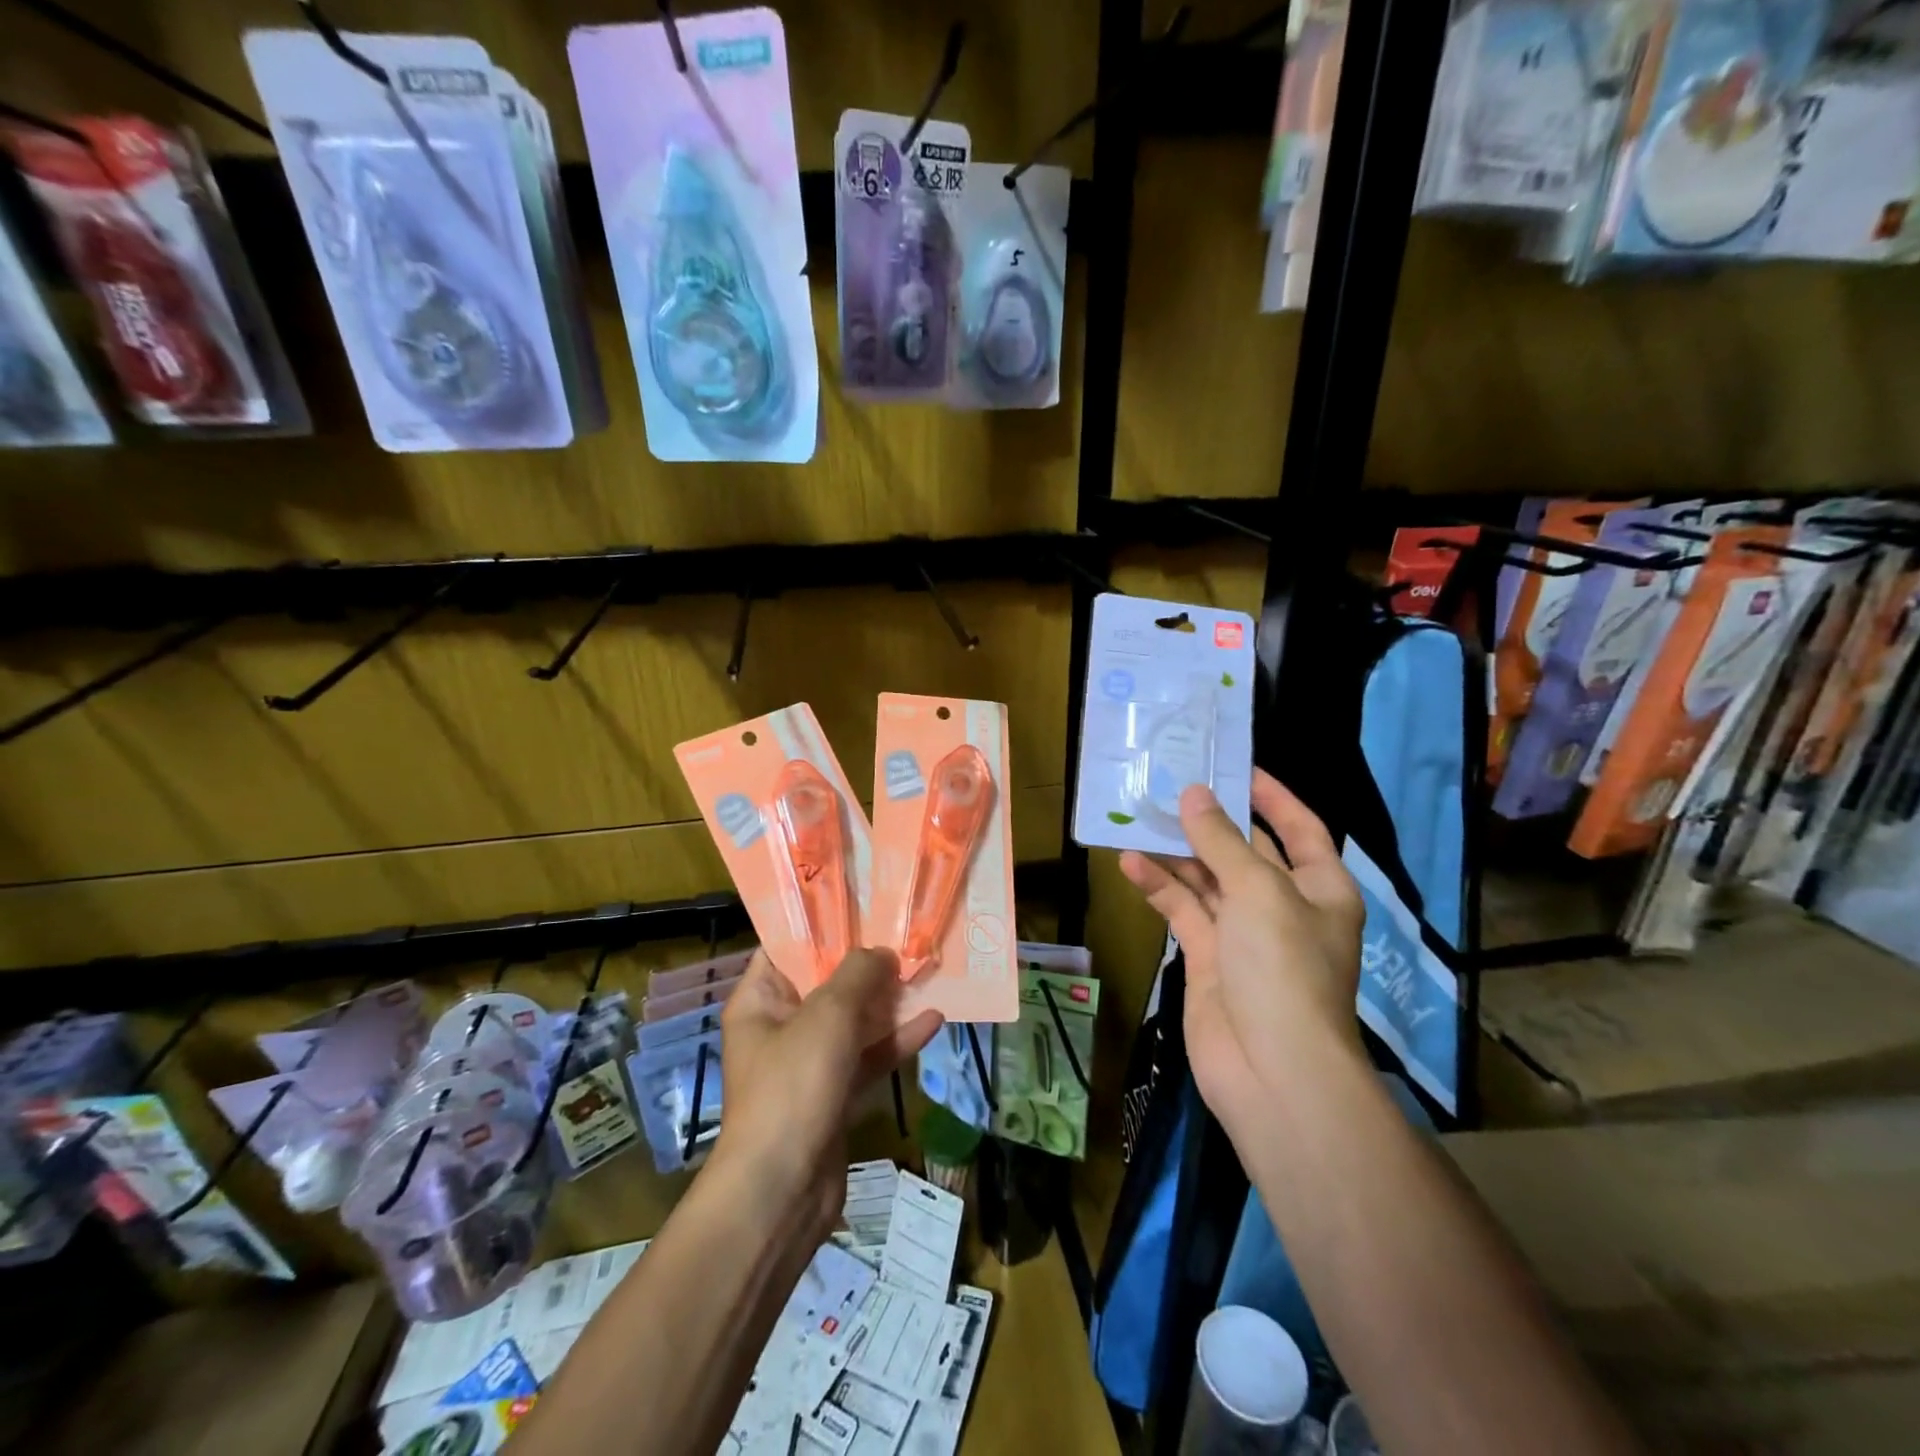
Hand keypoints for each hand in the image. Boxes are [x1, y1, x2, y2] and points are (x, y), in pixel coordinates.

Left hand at [714, 948, 942, 1240]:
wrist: (783, 1191)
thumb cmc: (794, 1085)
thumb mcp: (828, 1014)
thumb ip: (858, 974)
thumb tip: (882, 952)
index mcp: (760, 1000)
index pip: (786, 947)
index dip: (822, 924)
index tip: (863, 903)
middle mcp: (781, 1026)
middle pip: (826, 981)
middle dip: (867, 961)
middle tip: (907, 933)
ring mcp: (809, 1062)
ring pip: (853, 1019)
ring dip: (887, 1000)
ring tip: (926, 971)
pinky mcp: (834, 1093)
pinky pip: (868, 1056)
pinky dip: (896, 1040)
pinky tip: (934, 1020)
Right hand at [1119, 770, 1365, 1137]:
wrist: (1272, 1069)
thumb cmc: (1283, 967)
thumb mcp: (1258, 891)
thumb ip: (1222, 841)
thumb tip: (1193, 794)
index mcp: (1319, 888)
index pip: (1300, 829)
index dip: (1272, 797)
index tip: (1237, 767)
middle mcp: (1284, 906)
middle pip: (1245, 852)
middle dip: (1211, 821)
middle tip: (1169, 785)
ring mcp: (1244, 934)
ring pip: (1207, 880)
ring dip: (1177, 853)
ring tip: (1138, 817)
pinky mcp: (1209, 958)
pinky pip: (1183, 911)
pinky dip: (1160, 888)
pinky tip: (1130, 864)